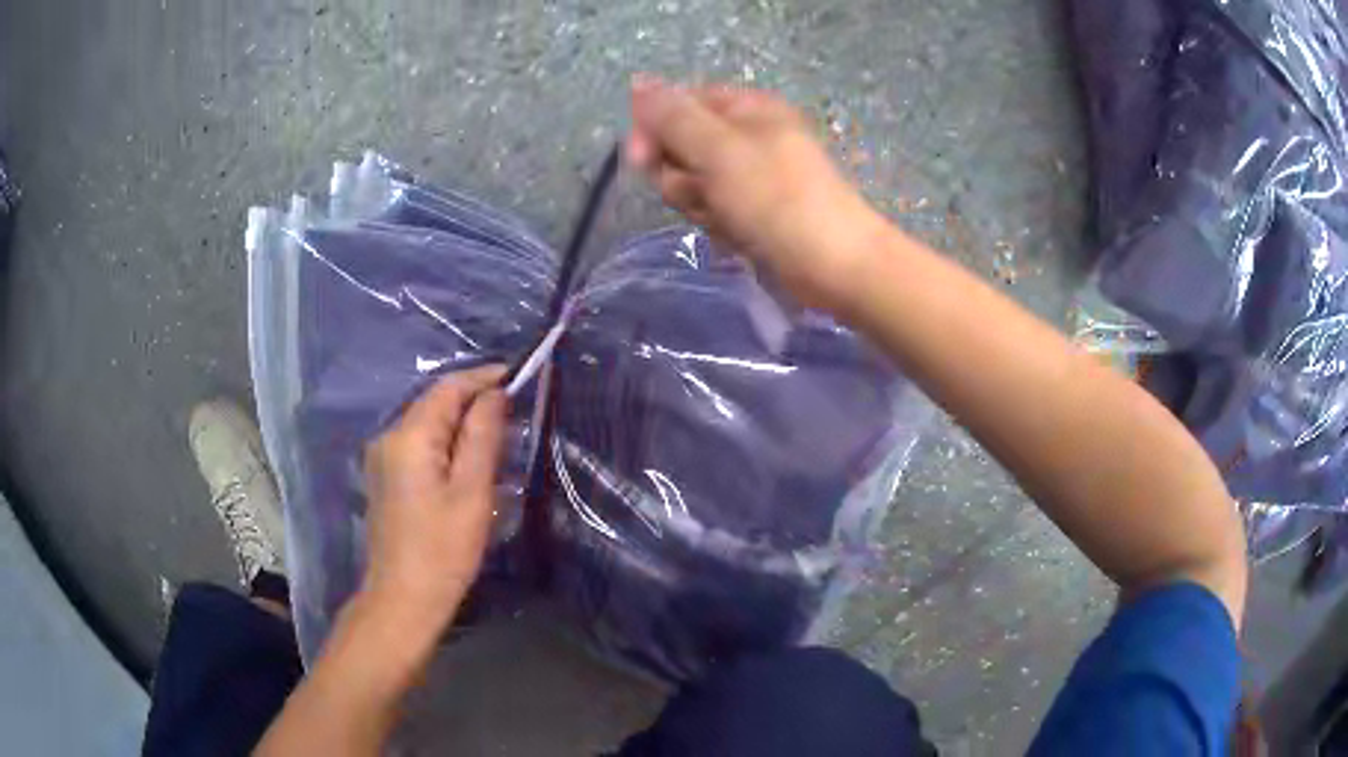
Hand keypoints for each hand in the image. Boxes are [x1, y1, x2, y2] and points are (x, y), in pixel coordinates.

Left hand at [360, 365, 507, 638]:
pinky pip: (419, 445)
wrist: (402, 598)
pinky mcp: (385, 478)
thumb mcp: (472, 492)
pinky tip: (468, 460)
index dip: (483, 378)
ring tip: (499, 434)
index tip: (518, 375)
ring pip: (427, 424)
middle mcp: (389, 436)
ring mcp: (382, 458)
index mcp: (409, 436)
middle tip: (515, 410)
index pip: (448, 388)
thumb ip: (483, 436)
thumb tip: (494, 395)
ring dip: (461, 422)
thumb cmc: (443, 549)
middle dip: (473, 400)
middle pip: (435, 403)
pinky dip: (446, 442)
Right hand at [627, 75, 886, 308]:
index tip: (644, 159)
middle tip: (702, 191)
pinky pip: (713, 211)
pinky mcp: (752, 211)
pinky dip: (719, 224)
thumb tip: (638, 81)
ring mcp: (749, 176)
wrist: (832, 264)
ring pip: (692, 184)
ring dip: (699, 204)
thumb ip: (673, 116)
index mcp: (745, 107)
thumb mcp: (718, 148)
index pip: (678, 104)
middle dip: (680, 175)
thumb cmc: (776, 198)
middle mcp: (745, 135)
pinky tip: (739, 236)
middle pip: (680, 147)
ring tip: (728, 217)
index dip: (654, 129)